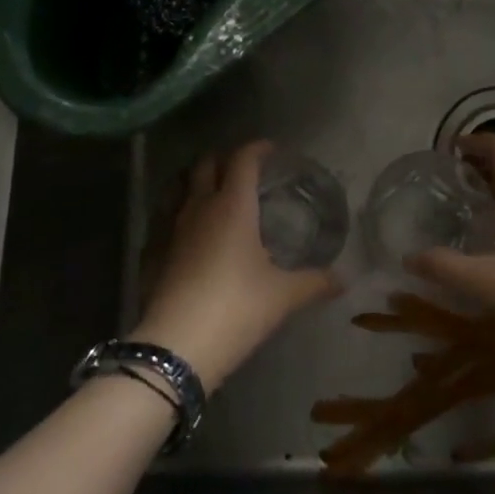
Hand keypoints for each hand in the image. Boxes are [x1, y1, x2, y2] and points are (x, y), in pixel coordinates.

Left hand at [130, 140, 336, 390]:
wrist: (177, 345)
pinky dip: (175, 213)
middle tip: (242, 170)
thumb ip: (314, 282)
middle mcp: (199, 206)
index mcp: (233, 205)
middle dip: (223, 159)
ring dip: (194, 180)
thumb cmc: (237, 308)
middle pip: (206, 164)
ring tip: (210, 191)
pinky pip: (162, 217)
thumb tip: (343, 280)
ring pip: (178, 186)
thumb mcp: (283, 296)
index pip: (243, 159)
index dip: (257, 149)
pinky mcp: (152, 250)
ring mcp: (170, 227)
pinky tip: (185, 231)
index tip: (270, 150)